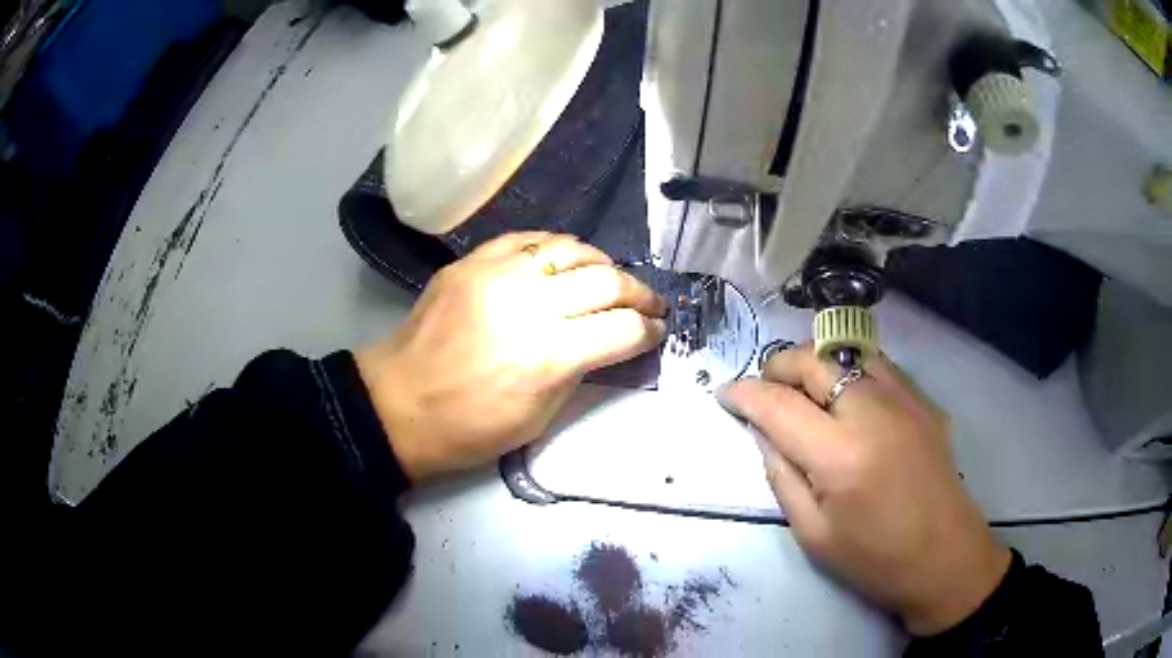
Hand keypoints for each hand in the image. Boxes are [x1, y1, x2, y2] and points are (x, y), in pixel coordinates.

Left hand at [356, 232, 666, 481]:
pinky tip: (565, 261)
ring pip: (571, 249)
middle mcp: (527, 304)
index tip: (657, 331)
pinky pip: (526, 239)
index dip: (648, 330)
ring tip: (611, 279)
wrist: (398, 404)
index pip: (622, 329)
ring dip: (602, 263)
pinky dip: (555, 248)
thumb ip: (580, 371)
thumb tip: (611, 342)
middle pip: (606, 282)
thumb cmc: (470, 428)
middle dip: (639, 293)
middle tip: (648, 304)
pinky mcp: (471, 261)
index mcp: (547, 356)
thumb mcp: (538, 416)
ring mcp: (496, 274)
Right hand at [719, 344, 1010, 636]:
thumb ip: (782, 476)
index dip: (744, 394)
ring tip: (803, 390)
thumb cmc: (874, 559)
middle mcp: (872, 412)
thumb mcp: (812, 533)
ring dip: (815, 363)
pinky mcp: (924, 401)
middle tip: (764, 391)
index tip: (725, 393)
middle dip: (778, 367)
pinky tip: (847, 397)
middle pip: (813, 361)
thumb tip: (763, 432)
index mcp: (839, 455)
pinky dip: (850, 370)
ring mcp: (904, 400)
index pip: (778, 405)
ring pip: (847, 352)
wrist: (944, 557)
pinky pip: (878, 366)